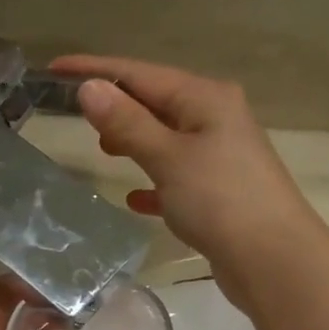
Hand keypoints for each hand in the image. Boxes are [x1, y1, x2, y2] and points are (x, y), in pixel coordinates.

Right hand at [54, 54, 328, 310]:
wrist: (274, 260)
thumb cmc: (220, 200)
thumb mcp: (168, 157)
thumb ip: (127, 123)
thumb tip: (90, 87)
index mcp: (205, 98)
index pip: (140, 73)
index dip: (95, 70)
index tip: (54, 69)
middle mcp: (216, 119)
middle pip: (156, 102)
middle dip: (117, 106)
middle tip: (77, 117)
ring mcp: (222, 156)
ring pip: (167, 139)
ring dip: (135, 141)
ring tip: (103, 151)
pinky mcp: (221, 192)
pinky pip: (178, 177)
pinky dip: (155, 182)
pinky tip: (135, 199)